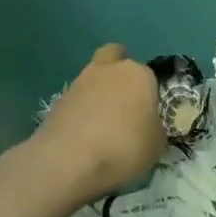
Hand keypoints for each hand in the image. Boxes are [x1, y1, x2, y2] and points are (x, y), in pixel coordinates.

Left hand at [28, 45, 166, 203]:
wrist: (70, 159)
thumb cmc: (124, 147)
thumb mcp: (157, 145)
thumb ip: (155, 128)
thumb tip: (147, 125)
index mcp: (138, 75)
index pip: (149, 75)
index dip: (149, 92)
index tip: (149, 113)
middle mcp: (109, 70)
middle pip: (114, 57)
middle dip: (118, 71)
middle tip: (124, 100)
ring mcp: (80, 82)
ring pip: (92, 77)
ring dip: (97, 92)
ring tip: (102, 123)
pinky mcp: (58, 100)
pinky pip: (76, 99)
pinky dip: (81, 110)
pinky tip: (85, 133)